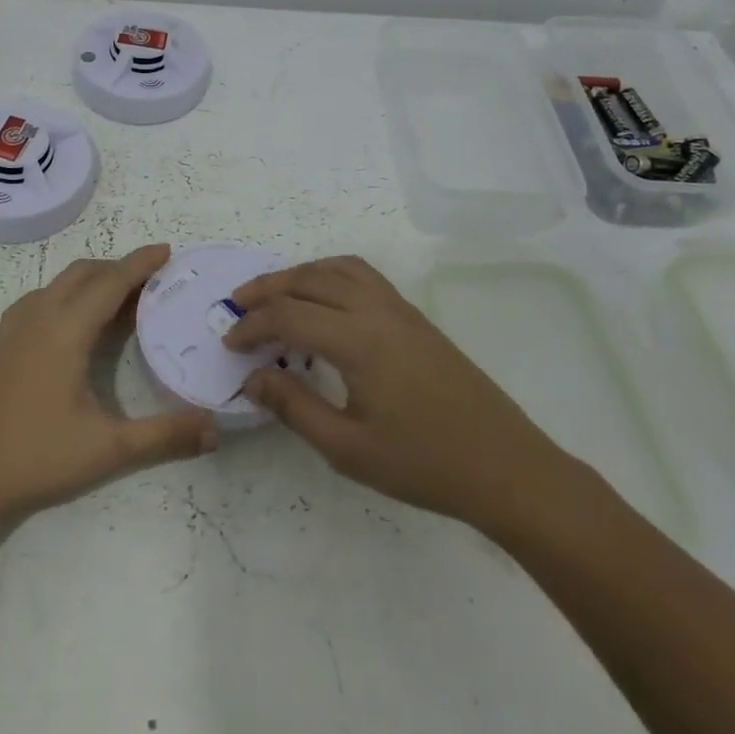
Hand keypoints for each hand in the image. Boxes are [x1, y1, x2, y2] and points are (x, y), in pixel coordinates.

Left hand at [0, 244, 216, 528]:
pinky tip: (72, 323)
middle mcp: (40, 317)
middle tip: (153, 282)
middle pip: (84, 273)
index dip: (140, 264)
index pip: (110, 282)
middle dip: (119, 268)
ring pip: (59, 284)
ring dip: (92, 281)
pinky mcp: (3, 346)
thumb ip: (164, 436)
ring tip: (119, 301)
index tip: (167, 251)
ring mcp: (16, 330)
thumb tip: (214, 429)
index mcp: (66, 330)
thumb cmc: (35, 456)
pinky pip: (40, 300)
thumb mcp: (108, 449)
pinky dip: (67, 295)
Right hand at [226, 255, 576, 538]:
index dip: (252, 326)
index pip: (289, 315)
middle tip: (237, 305)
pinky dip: (330, 275)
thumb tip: (251, 379)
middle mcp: (377, 310)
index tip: (229, 344)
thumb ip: (294, 408)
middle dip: (267, 288)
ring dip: (300, 274)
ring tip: (274, 295)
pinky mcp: (414, 317)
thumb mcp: (348, 449)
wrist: (505, 466)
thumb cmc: (424, 464)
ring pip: (338, 267)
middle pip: (309, 279)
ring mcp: (400, 309)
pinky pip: (363, 276)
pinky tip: (323, 302)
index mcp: (358, 340)